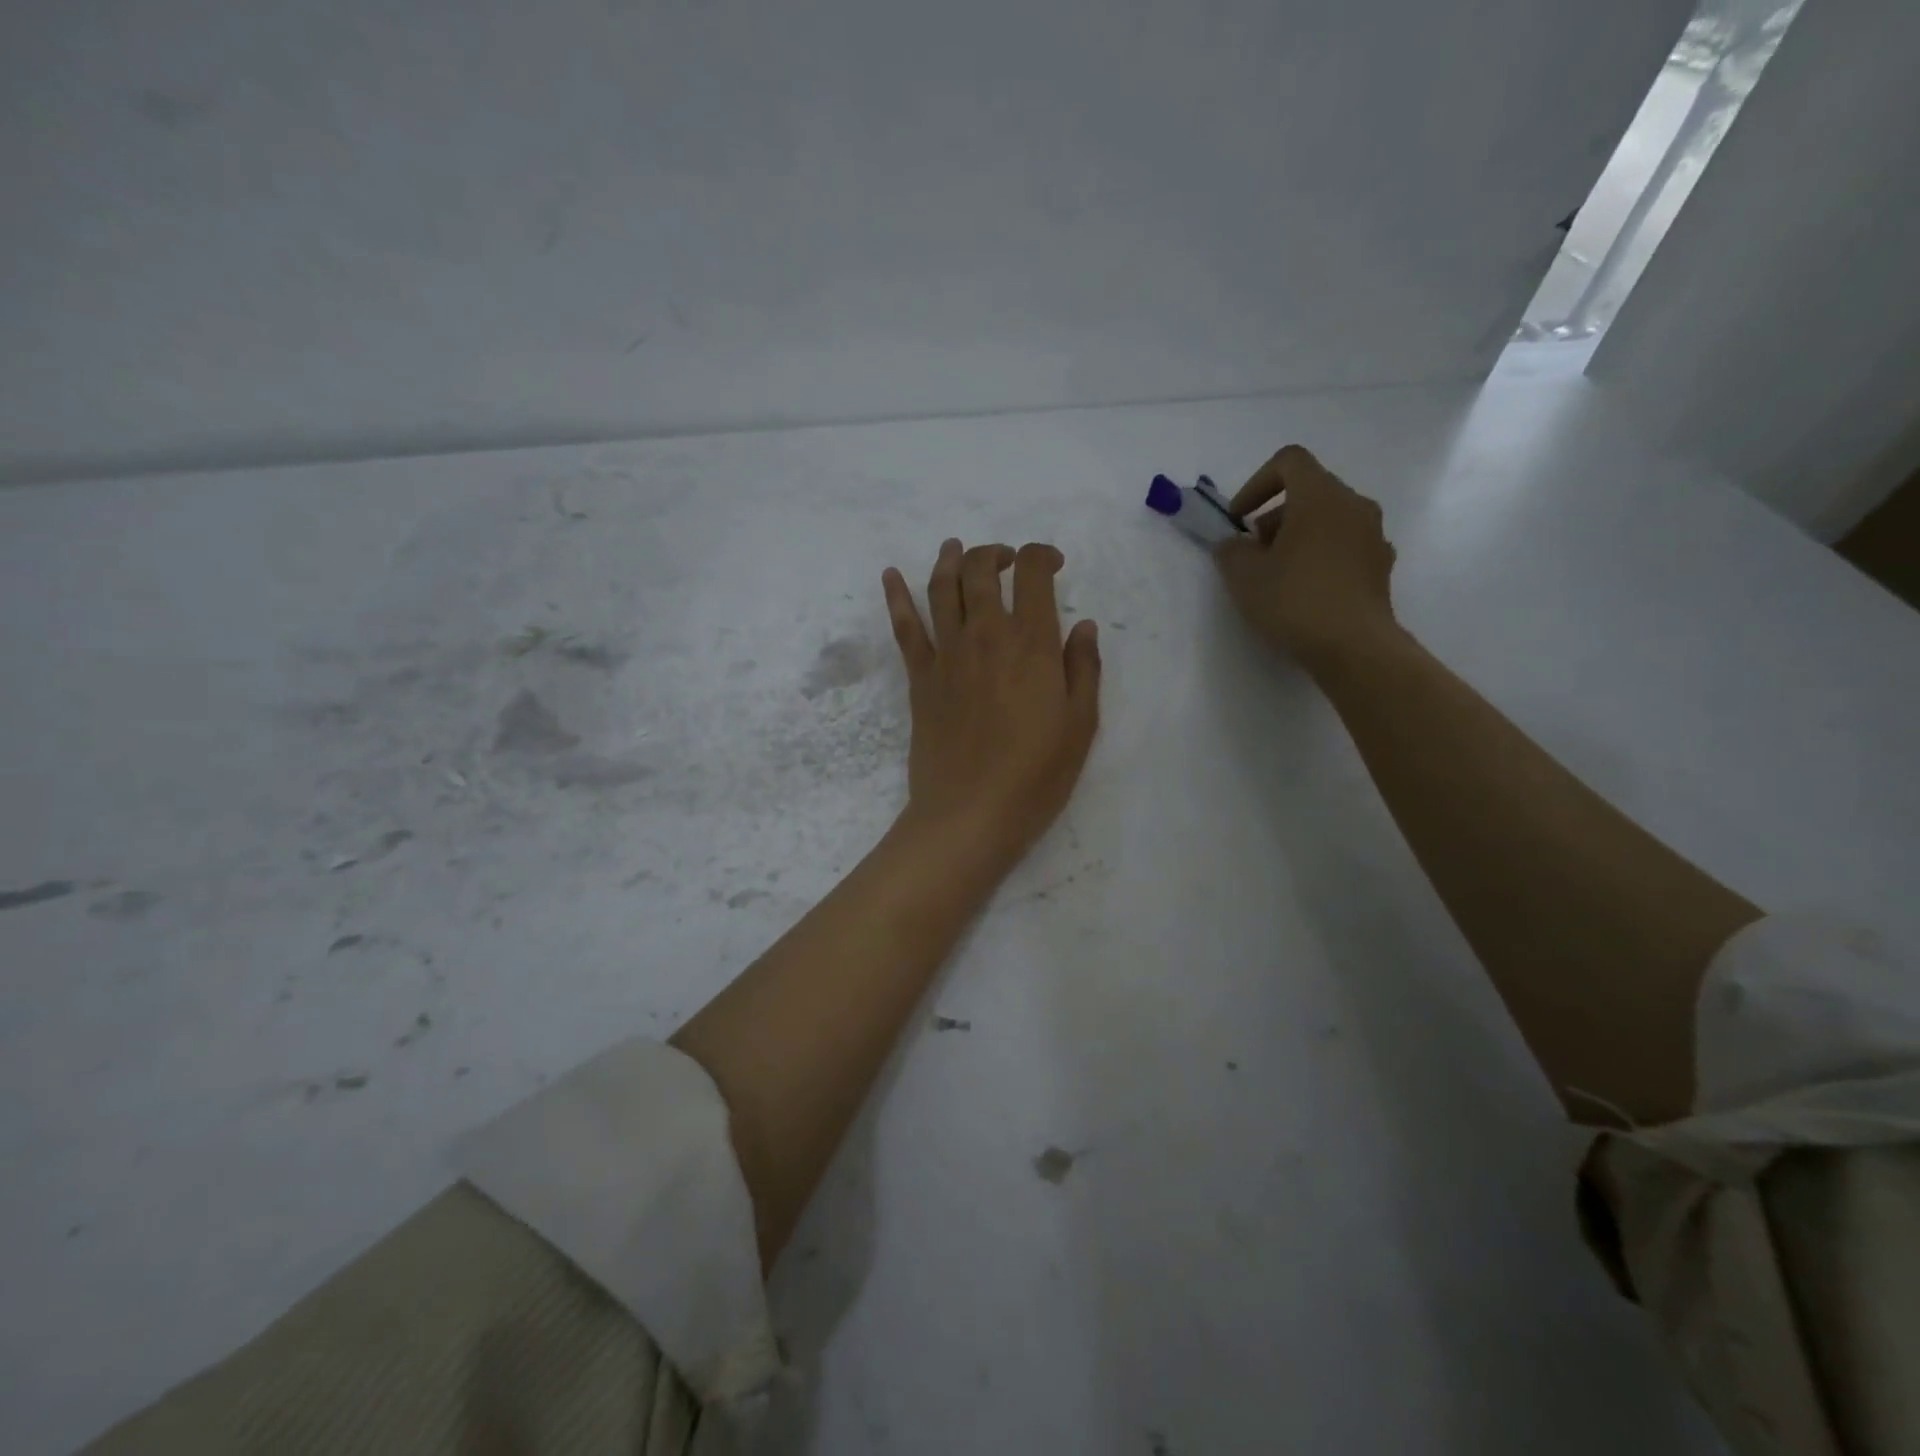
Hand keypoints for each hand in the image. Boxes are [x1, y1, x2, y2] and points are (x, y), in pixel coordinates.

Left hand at [882, 539, 1100, 859]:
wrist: (970, 814)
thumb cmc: (1035, 776)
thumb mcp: (1081, 725)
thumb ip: (1084, 669)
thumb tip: (1083, 625)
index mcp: (1030, 644)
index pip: (1032, 574)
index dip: (1041, 556)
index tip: (1052, 564)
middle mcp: (985, 636)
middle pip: (981, 571)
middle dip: (995, 552)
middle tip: (1006, 559)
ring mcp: (947, 655)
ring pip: (941, 588)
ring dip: (949, 560)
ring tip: (956, 547)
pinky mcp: (920, 678)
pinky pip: (904, 628)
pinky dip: (896, 596)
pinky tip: (891, 575)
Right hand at [1213, 444, 1398, 671]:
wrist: (1354, 646)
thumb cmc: (1295, 600)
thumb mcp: (1244, 576)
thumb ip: (1230, 551)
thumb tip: (1233, 545)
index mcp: (1321, 496)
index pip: (1289, 461)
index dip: (1256, 483)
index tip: (1239, 518)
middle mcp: (1354, 506)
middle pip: (1309, 492)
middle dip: (1274, 517)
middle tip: (1253, 553)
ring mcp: (1373, 536)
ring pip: (1328, 520)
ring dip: (1297, 538)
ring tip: (1276, 576)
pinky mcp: (1380, 566)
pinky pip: (1343, 547)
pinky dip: (1320, 557)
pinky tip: (1304, 593)